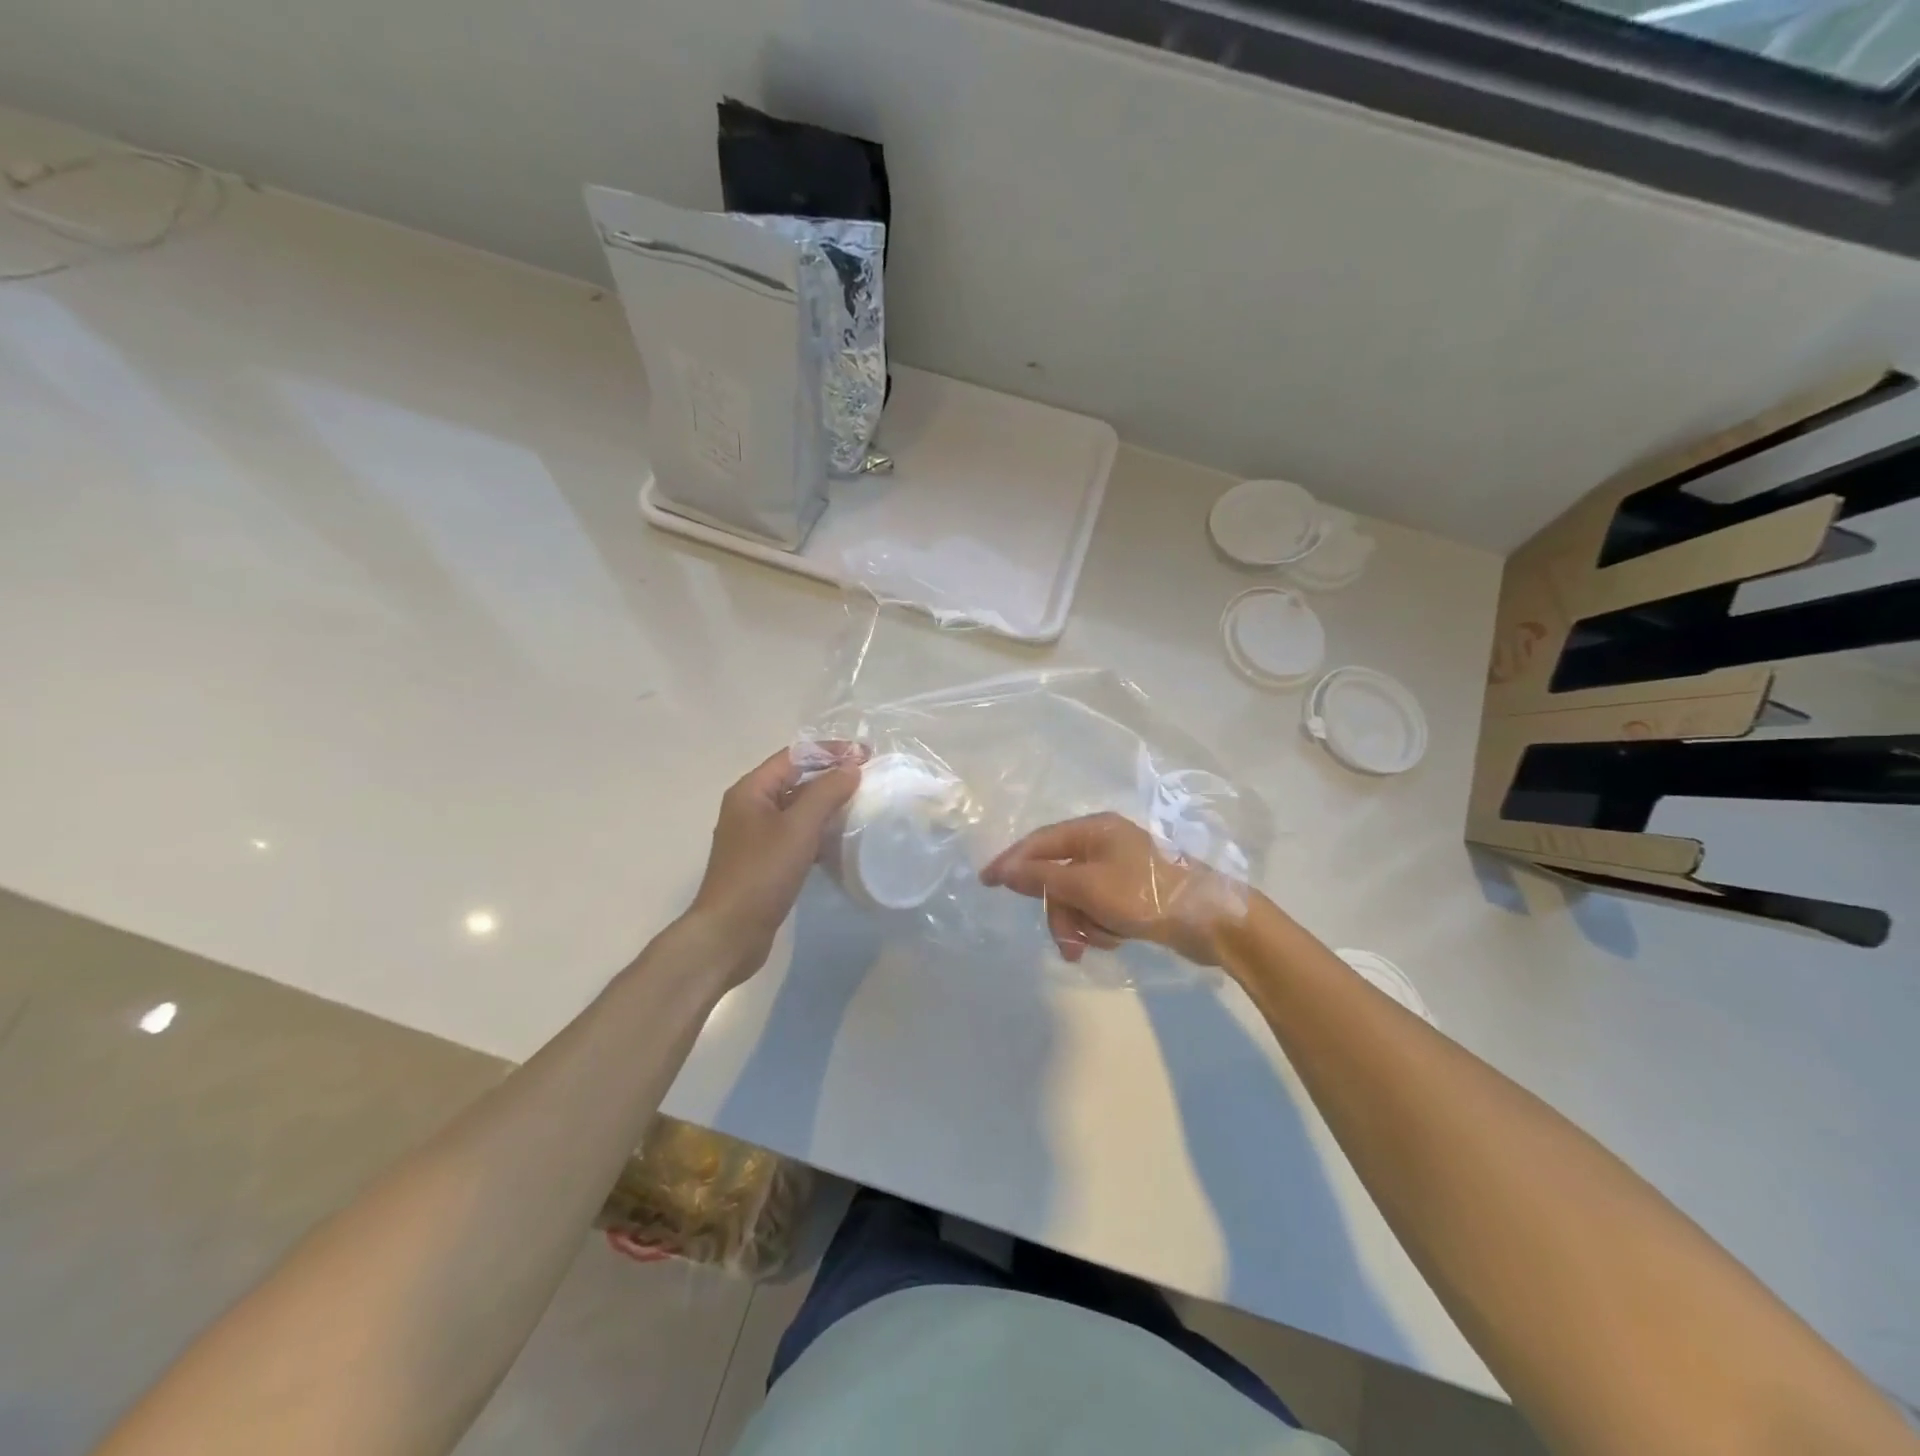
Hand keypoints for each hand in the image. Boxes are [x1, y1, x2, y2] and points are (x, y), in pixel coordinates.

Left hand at [687, 745, 863, 980]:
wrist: (730, 933)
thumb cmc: (761, 874)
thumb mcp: (798, 828)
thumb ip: (826, 792)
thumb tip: (852, 767)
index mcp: (751, 791)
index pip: (794, 756)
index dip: (830, 751)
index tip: (866, 755)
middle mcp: (750, 807)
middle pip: (795, 780)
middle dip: (831, 776)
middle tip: (869, 779)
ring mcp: (756, 836)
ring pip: (797, 809)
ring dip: (827, 805)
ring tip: (861, 806)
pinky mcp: (765, 862)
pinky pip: (796, 835)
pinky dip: (818, 832)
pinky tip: (841, 841)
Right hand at [980, 812, 1242, 966]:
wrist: (1213, 922)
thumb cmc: (1147, 895)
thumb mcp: (1088, 886)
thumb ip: (1043, 877)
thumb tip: (1005, 869)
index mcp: (1094, 830)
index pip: (1039, 842)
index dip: (1011, 861)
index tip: (986, 883)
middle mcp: (1105, 845)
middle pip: (1058, 876)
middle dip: (1061, 910)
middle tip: (1067, 941)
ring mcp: (1120, 871)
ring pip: (1078, 898)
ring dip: (1083, 924)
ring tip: (1102, 941)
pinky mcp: (1134, 896)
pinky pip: (1099, 910)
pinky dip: (1103, 927)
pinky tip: (1120, 939)